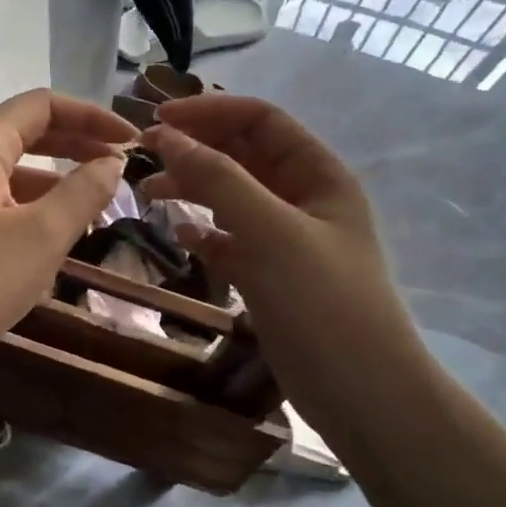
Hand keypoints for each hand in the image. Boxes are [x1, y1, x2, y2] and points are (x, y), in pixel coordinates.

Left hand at [0, 90, 136, 377]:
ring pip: (11, 177)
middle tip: (119, 171)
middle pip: (26, 137)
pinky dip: (29, 215)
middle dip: (77, 149)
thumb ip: (83, 193)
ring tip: (94, 213)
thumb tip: (112, 162)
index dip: (92, 116)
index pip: (42, 106)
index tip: (131, 141)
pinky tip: (50, 248)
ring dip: (55, 187)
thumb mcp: (39, 237)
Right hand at [139, 96, 425, 436]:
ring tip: (148, 194)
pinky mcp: (271, 275)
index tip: (157, 120)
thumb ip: (218, 179)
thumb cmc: (322, 302)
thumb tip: (166, 135)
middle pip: (243, 154)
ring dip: (192, 188)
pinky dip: (205, 233)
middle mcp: (303, 198)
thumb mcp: (270, 231)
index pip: (261, 120)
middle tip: (143, 155)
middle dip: (195, 148)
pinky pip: (231, 240)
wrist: (362, 395)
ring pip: (232, 197)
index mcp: (318, 174)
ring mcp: (286, 239)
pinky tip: (180, 236)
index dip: (210, 111)